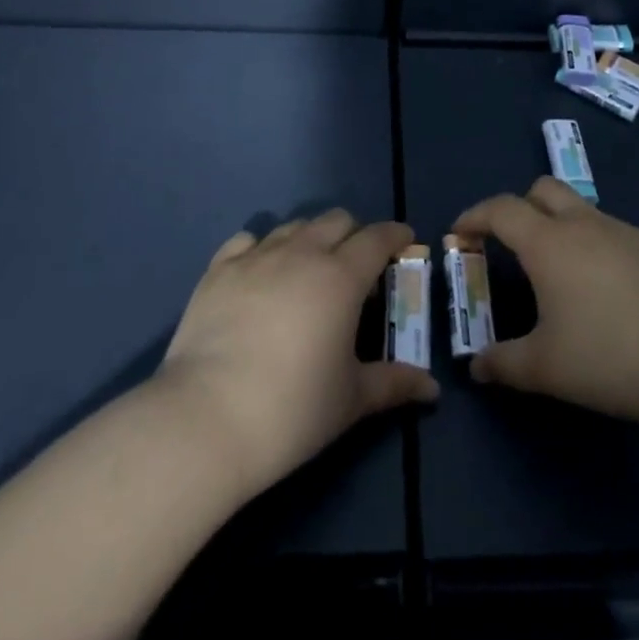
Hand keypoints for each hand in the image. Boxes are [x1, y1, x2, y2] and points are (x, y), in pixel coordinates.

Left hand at [156, 211, 437, 499]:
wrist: (206, 419)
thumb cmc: (292, 410)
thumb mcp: (352, 400)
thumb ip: (394, 384)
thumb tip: (432, 389)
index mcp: (341, 277)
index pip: (377, 238)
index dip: (395, 235)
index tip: (404, 242)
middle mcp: (301, 253)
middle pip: (336, 220)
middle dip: (354, 235)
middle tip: (356, 267)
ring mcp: (256, 257)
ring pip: (293, 226)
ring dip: (310, 239)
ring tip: (308, 270)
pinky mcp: (218, 270)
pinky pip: (247, 240)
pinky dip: (261, 249)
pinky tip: (260, 274)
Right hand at [450, 177, 638, 427]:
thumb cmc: (609, 356)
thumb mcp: (546, 368)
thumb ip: (504, 364)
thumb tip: (476, 368)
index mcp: (548, 243)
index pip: (501, 209)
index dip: (475, 216)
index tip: (461, 233)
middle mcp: (584, 224)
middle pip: (543, 189)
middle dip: (520, 206)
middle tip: (513, 243)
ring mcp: (626, 231)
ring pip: (583, 210)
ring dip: (563, 227)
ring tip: (565, 274)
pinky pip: (618, 234)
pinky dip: (602, 248)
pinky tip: (613, 290)